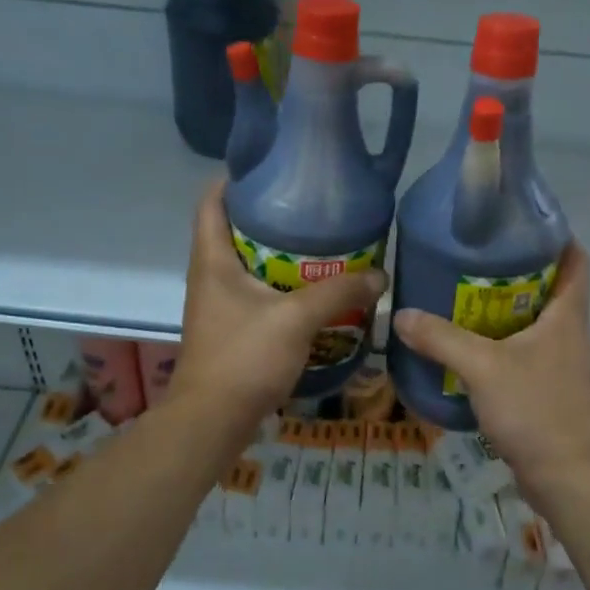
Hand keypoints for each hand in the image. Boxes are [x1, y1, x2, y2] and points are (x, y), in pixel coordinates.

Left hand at [168, 181, 385, 432]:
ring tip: (320, 244)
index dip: (235, 178)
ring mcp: (218, 305)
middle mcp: (209, 275)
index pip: (212, 201)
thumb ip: (338, 292)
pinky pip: (255, 294)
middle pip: (233, 230)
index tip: (273, 167)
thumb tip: (380, 275)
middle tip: (313, 207)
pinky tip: (312, 291)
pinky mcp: (230, 329)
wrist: (212, 422)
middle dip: (270, 216)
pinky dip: (280, 285)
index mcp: (212, 260)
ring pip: (247, 264)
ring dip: (278, 253)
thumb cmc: (244, 358)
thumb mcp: (296, 319)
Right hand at [391, 242, 589, 505]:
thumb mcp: (483, 367)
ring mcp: (561, 364)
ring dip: (504, 310)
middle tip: (471, 259)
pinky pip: (523, 354)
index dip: (555, 235)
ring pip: (534, 323)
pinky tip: (466, 348)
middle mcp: (569, 333)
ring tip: (460, 297)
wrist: (569, 478)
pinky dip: (499, 345)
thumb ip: (441, 338)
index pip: (575, 259)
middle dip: (515, 271)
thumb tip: (401, 314)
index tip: (518, 223)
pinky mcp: (549, 391)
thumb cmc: (536, 410)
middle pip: (549, 288)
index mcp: (567, 315)